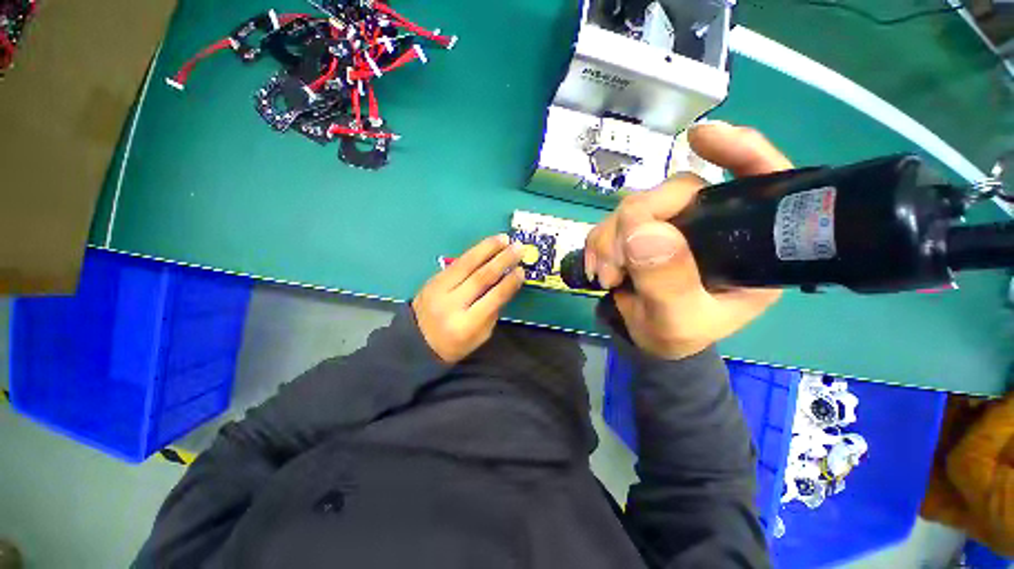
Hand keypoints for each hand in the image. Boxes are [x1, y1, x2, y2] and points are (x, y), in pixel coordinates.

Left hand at [413, 235, 525, 363]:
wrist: (416, 341)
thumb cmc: (455, 344)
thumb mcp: (480, 336)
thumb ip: (493, 311)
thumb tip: (505, 285)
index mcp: (466, 325)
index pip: (492, 299)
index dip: (509, 283)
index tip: (522, 271)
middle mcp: (451, 304)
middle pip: (480, 277)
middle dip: (502, 261)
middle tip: (518, 248)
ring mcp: (439, 289)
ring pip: (466, 264)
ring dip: (487, 249)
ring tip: (504, 239)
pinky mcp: (433, 279)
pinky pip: (457, 262)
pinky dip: (474, 252)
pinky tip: (487, 245)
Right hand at [585, 121, 791, 359]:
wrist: (648, 338)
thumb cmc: (677, 335)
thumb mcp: (678, 321)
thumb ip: (667, 283)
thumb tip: (642, 230)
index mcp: (743, 244)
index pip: (758, 181)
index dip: (738, 152)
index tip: (699, 138)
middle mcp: (709, 224)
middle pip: (674, 192)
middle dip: (634, 223)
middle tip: (616, 266)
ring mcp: (670, 225)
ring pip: (634, 205)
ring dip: (610, 238)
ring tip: (607, 275)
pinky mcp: (639, 231)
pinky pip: (611, 222)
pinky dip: (598, 242)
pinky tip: (598, 267)